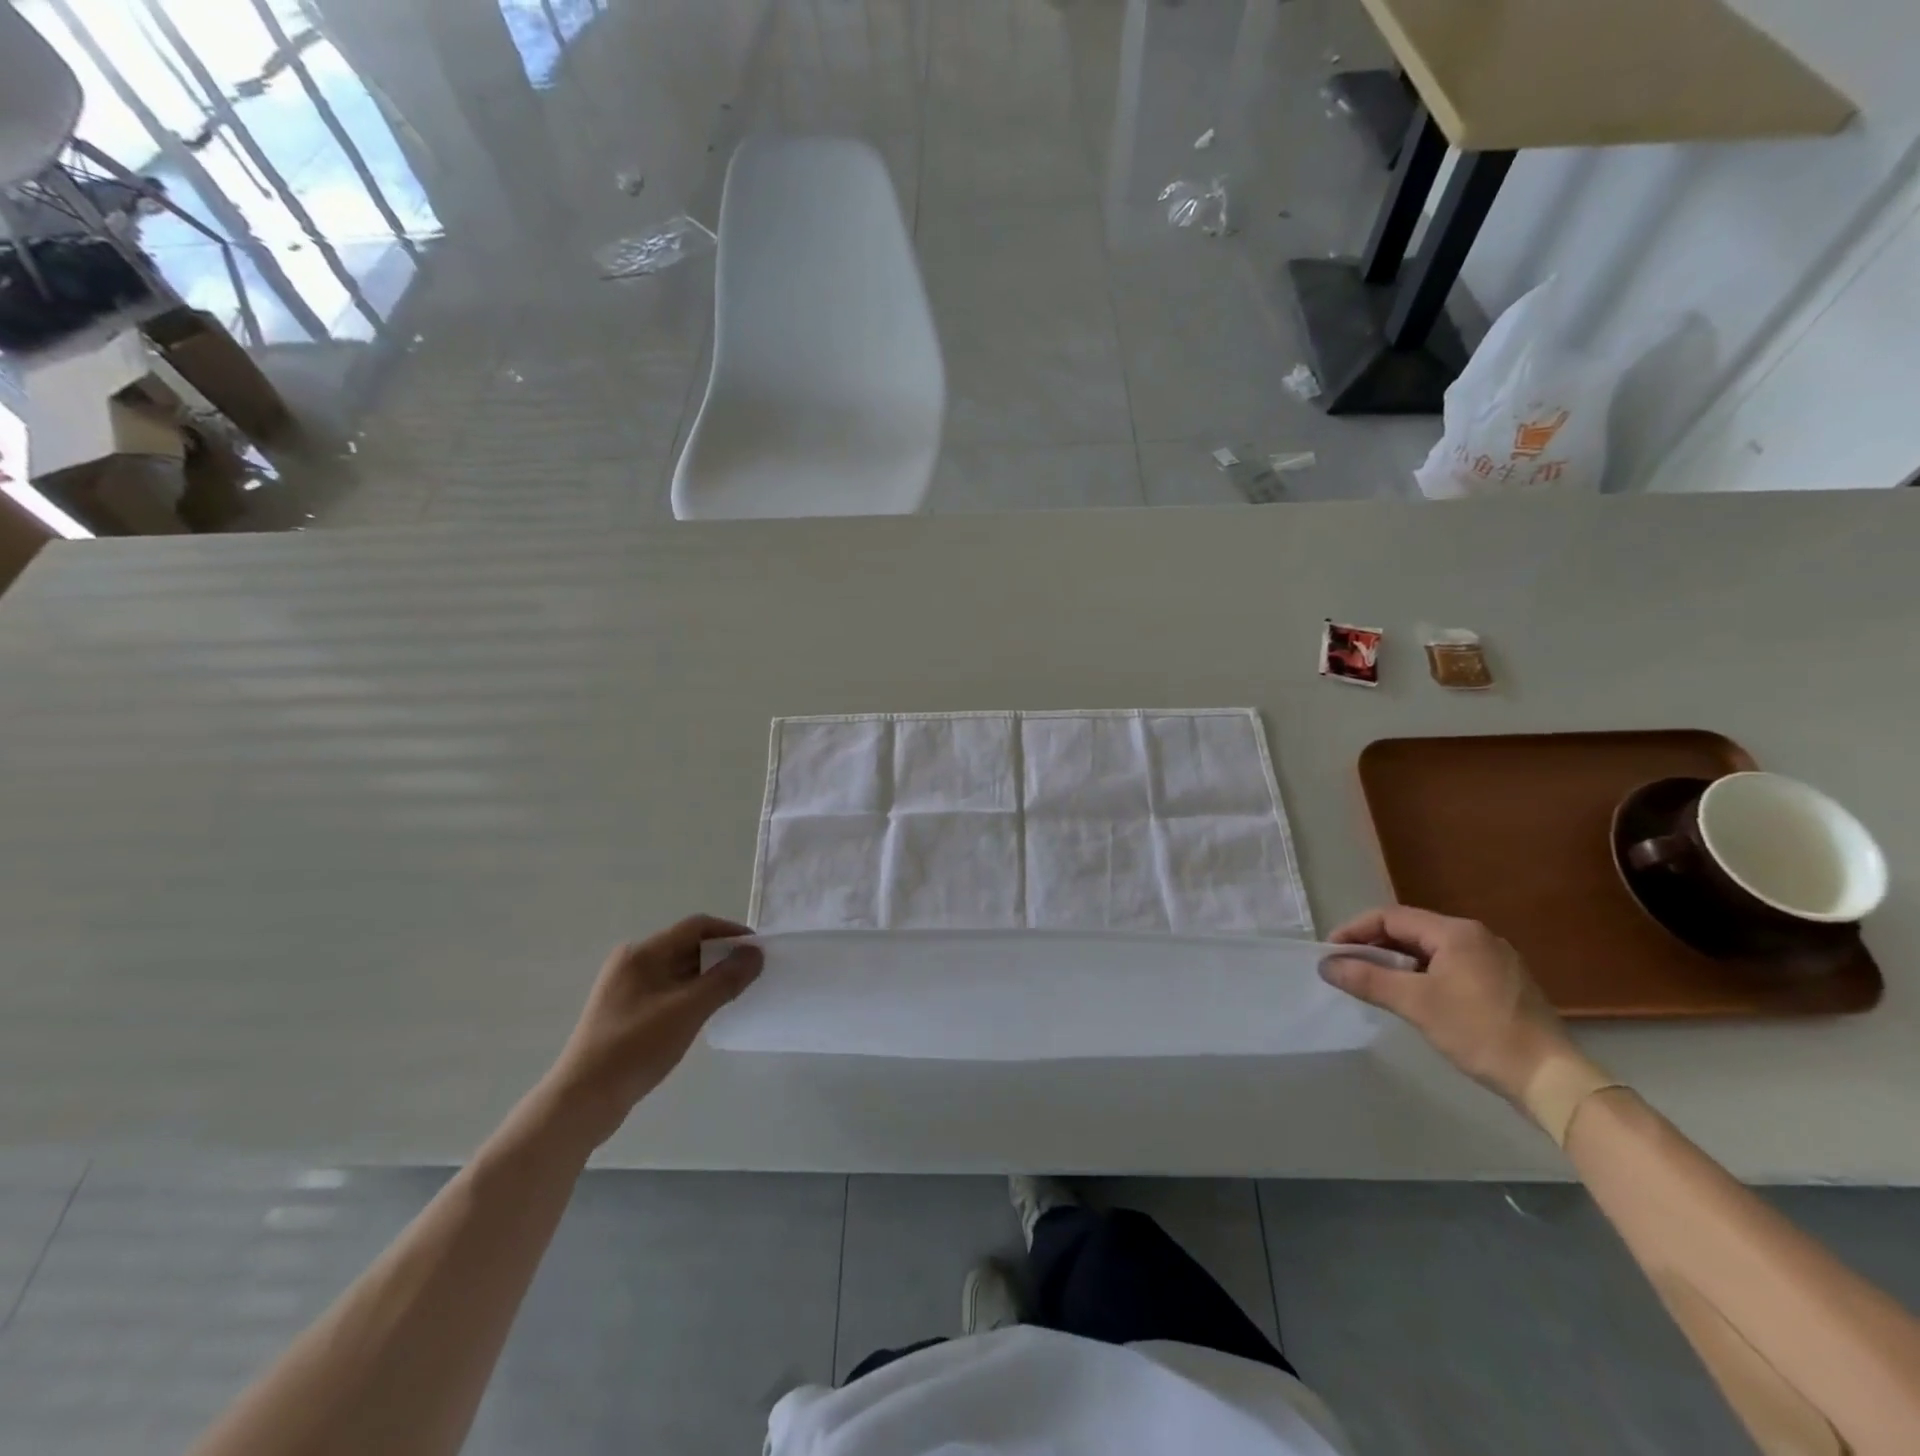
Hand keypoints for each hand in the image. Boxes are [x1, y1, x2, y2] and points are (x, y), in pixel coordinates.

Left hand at [541, 916, 762, 1146]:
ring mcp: (626, 989)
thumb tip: (755, 953)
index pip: (696, 927)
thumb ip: (725, 979)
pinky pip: (668, 992)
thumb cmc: (636, 1047)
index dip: (730, 933)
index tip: (757, 951)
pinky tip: (705, 1014)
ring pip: (678, 971)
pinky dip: (691, 995)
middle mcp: (632, 963)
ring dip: (708, 978)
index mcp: (642, 953)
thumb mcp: (688, 1010)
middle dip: (721, 956)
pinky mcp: (625, 1014)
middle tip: (751, 975)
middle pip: (687, 946)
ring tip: (734, 995)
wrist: (582, 1100)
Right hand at [1322, 905, 1574, 1101]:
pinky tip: (1413, 997)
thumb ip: (1367, 979)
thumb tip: (1326, 965)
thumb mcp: (1416, 1004)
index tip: (1331, 953)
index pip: (1391, 917)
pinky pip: (1450, 966)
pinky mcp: (1503, 983)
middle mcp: (1477, 936)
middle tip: (1348, 968)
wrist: (1552, 1079)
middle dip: (1374, 946)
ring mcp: (1494, 959)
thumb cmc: (1480, 1032)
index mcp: (1457, 932)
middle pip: (1411, 930)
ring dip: (1397, 962)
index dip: (1355, 931)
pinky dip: (1422, 974)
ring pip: (1430, 950)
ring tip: (1374, 983)